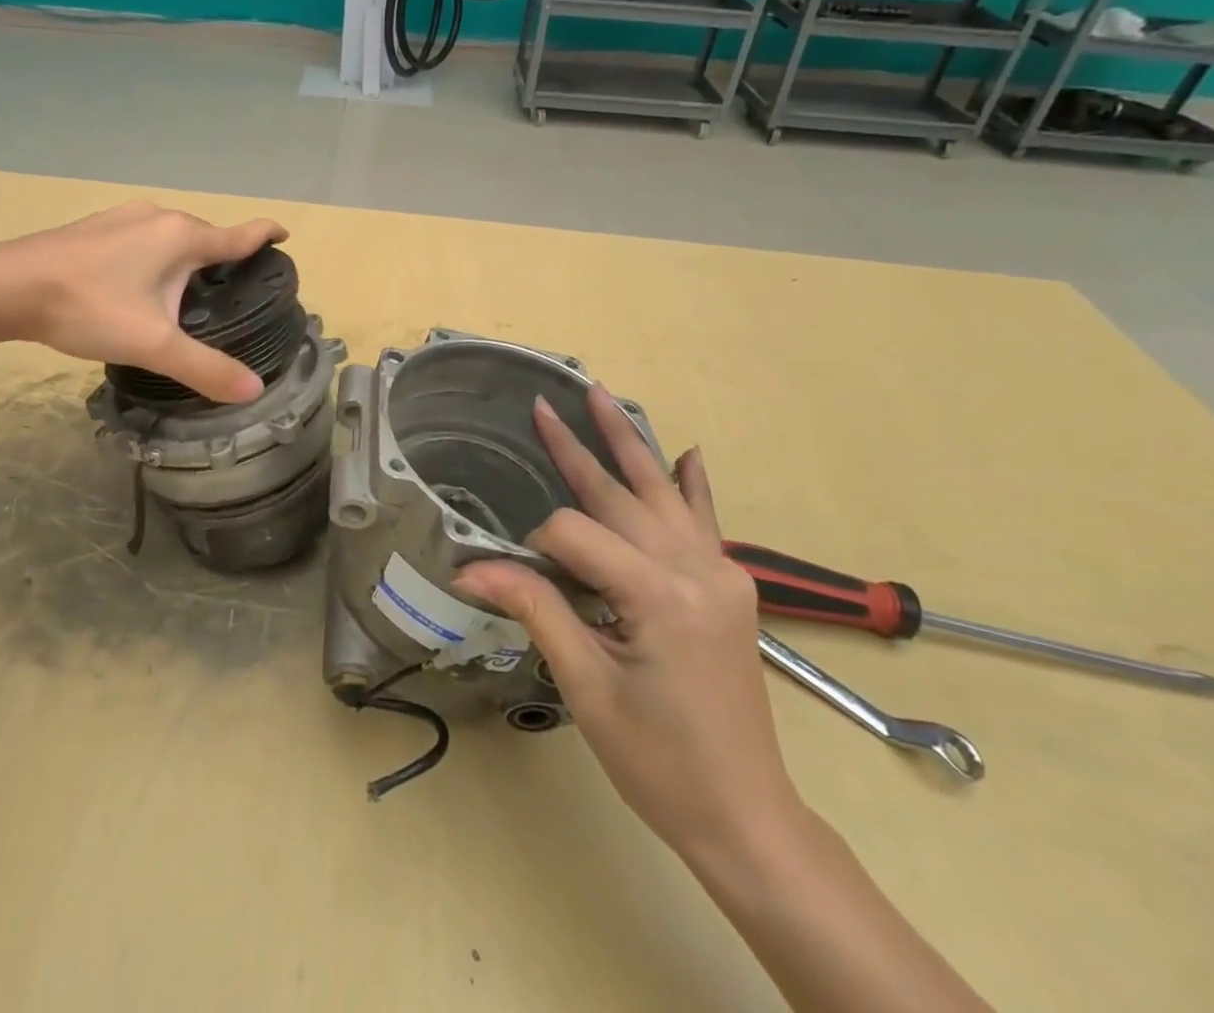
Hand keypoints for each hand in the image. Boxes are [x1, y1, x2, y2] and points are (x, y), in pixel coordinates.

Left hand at [0, 201, 287, 402]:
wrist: (7, 288)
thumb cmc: (90, 308)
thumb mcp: (154, 345)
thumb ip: (205, 368)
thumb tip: (253, 390)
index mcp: (183, 237)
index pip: (240, 234)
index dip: (266, 234)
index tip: (285, 235)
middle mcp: (159, 217)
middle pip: (206, 236)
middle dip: (224, 257)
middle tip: (233, 291)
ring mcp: (123, 218)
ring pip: (172, 237)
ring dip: (187, 258)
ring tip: (189, 294)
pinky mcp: (96, 228)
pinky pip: (144, 239)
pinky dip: (156, 257)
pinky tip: (139, 285)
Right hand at [457, 388, 800, 855]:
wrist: (745, 816)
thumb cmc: (658, 761)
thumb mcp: (585, 685)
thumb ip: (533, 608)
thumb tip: (468, 567)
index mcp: (660, 594)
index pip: (574, 535)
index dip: (534, 548)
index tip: (513, 577)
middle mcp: (698, 569)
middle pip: (622, 494)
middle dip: (577, 447)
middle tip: (543, 405)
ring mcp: (721, 574)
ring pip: (662, 493)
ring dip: (628, 444)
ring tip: (601, 397)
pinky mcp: (730, 587)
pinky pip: (704, 521)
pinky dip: (690, 485)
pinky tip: (686, 455)